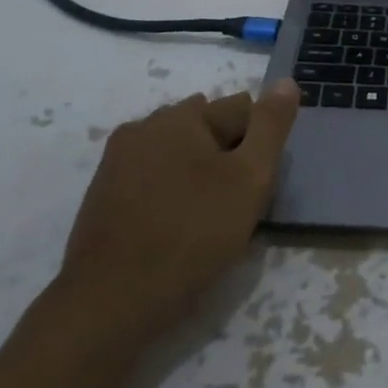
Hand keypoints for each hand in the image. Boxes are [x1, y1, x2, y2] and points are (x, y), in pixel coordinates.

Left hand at [53, 80, 298, 347]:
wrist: (108, 305)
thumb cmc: (190, 235)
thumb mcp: (249, 179)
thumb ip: (271, 126)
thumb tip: (286, 81)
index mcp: (179, 115)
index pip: (241, 110)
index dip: (258, 147)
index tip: (256, 187)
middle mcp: (144, 126)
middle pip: (207, 128)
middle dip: (227, 156)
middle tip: (234, 205)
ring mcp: (117, 161)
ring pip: (178, 154)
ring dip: (197, 174)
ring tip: (205, 221)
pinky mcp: (102, 196)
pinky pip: (152, 179)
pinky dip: (170, 193)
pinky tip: (175, 230)